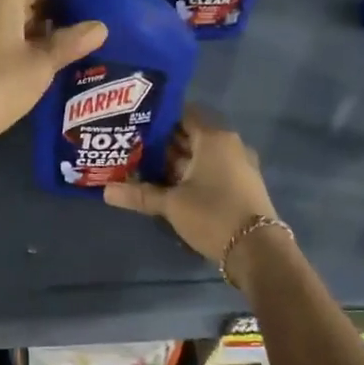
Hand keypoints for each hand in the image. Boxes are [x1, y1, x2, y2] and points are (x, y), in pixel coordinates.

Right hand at [103, 107, 279, 268]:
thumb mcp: (172, 204)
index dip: (159, 116)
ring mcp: (237, 165)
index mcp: (214, 138)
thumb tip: (105, 191)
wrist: (258, 250)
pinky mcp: (239, 185)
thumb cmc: (213, 214)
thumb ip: (139, 194)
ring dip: (174, 161)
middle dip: (161, 141)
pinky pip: (209, 169)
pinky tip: (166, 185)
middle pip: (190, 134)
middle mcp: (228, 145)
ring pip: (199, 155)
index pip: (184, 113)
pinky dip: (189, 173)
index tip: (134, 121)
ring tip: (142, 166)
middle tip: (131, 145)